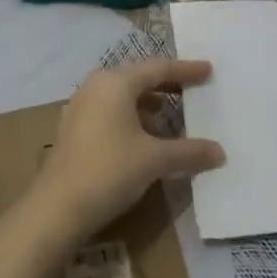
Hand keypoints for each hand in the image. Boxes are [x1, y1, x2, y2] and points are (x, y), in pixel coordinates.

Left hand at [30, 58, 225, 242]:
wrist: (56, 209)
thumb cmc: (109, 171)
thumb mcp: (155, 160)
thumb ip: (189, 152)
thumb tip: (220, 152)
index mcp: (116, 83)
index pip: (159, 68)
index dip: (186, 70)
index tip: (208, 70)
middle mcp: (96, 86)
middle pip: (139, 78)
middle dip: (167, 85)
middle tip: (193, 90)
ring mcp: (81, 107)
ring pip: (123, 96)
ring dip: (149, 104)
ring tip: (172, 117)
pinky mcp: (74, 128)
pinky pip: (111, 111)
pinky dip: (132, 117)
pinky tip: (145, 137)